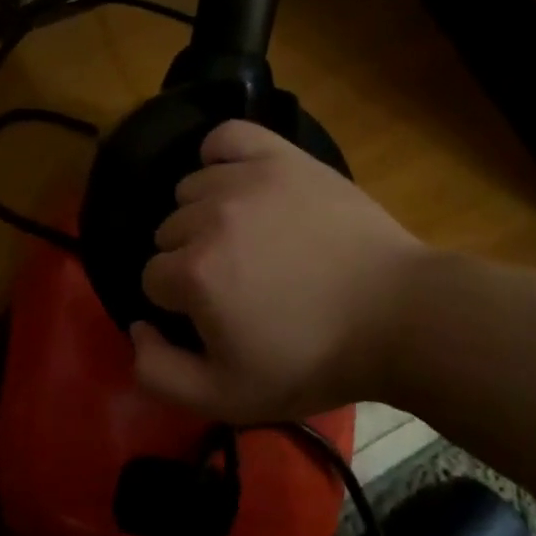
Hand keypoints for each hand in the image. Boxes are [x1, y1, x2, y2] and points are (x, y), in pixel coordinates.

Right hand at [132, 119, 427, 422]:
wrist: (399, 317)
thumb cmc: (313, 360)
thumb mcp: (228, 398)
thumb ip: (159, 374)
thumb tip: (136, 327)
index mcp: (194, 274)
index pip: (152, 279)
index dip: (179, 303)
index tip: (216, 316)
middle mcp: (209, 218)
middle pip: (168, 234)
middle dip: (191, 261)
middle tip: (237, 283)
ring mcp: (246, 180)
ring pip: (190, 191)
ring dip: (205, 216)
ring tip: (248, 239)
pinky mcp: (282, 157)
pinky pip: (226, 137)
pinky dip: (220, 156)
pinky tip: (235, 180)